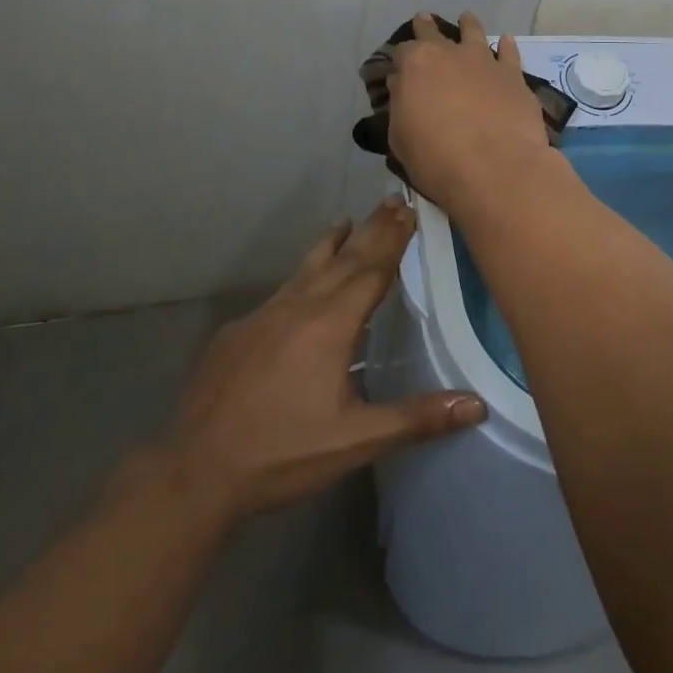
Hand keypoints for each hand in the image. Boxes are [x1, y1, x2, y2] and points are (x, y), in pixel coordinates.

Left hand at [161, 198, 486, 521]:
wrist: (195, 472)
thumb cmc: (282, 453)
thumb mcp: (356, 440)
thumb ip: (416, 418)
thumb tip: (478, 404)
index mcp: (330, 325)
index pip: (371, 270)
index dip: (394, 239)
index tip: (411, 208)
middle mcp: (298, 307)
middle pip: (344, 258)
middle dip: (372, 229)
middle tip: (393, 200)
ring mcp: (263, 315)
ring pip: (307, 267)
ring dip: (333, 243)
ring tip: (347, 221)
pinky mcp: (238, 332)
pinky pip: (281, 291)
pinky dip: (302, 274)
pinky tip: (301, 285)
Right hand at [388, 11, 555, 213]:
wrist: (495, 167)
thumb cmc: (436, 158)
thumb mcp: (400, 138)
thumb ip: (401, 106)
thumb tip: (403, 86)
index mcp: (416, 65)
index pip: (402, 52)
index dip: (400, 59)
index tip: (399, 67)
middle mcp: (450, 54)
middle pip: (435, 33)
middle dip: (427, 28)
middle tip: (424, 20)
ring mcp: (485, 61)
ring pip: (474, 33)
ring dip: (468, 25)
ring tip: (467, 19)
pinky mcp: (513, 75)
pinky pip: (509, 52)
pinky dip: (506, 46)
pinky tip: (506, 41)